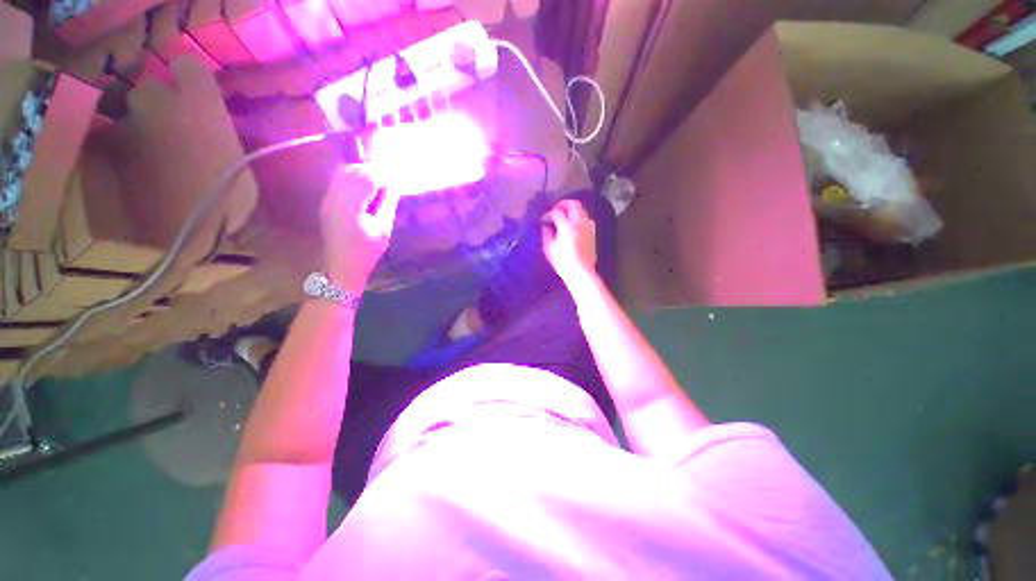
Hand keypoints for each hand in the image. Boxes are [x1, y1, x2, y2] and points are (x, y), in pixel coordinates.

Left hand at [320, 166, 400, 290]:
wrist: (341, 267)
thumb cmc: (366, 252)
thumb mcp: (383, 230)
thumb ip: (388, 204)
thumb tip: (394, 185)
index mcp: (350, 207)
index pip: (367, 179)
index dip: (384, 176)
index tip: (397, 180)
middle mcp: (334, 198)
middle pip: (354, 171)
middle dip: (373, 171)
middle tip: (389, 180)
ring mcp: (327, 199)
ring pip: (344, 172)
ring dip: (363, 172)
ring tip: (378, 183)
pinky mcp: (326, 201)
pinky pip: (339, 179)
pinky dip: (354, 178)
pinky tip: (365, 188)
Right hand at [542, 199, 596, 284]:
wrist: (581, 272)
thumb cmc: (563, 262)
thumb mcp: (549, 249)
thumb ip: (547, 235)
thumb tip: (546, 227)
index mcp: (567, 226)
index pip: (557, 212)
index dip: (548, 214)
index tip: (544, 219)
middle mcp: (579, 223)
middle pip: (574, 204)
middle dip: (564, 204)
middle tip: (556, 209)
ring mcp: (588, 227)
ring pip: (582, 210)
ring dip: (573, 210)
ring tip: (565, 216)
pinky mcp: (593, 233)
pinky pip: (587, 219)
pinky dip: (580, 217)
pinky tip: (574, 225)